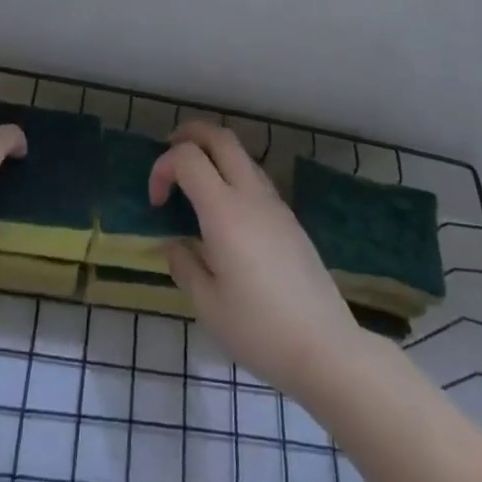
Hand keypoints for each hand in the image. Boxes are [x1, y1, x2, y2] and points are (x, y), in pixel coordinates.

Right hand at [151, 121, 368, 400]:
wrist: (325, 347)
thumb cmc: (259, 330)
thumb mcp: (208, 306)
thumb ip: (185, 266)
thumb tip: (176, 245)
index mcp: (224, 211)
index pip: (187, 158)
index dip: (162, 167)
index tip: (156, 202)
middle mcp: (251, 195)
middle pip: (220, 137)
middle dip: (190, 134)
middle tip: (169, 154)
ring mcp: (275, 204)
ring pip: (242, 154)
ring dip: (214, 153)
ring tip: (194, 183)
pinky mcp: (290, 219)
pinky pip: (256, 177)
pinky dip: (232, 174)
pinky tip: (225, 211)